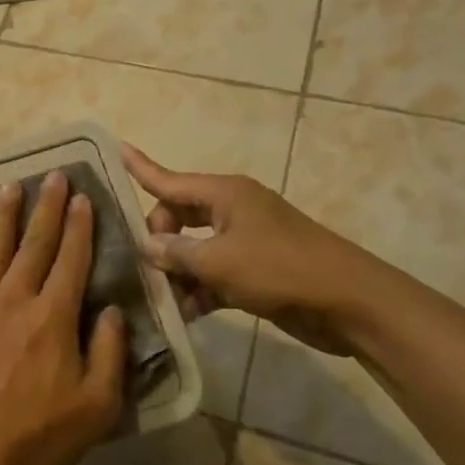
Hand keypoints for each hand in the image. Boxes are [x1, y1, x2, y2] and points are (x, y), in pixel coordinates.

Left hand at [0, 170, 129, 464]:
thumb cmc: (39, 438)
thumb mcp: (97, 405)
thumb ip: (110, 352)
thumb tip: (112, 309)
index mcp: (53, 317)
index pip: (71, 260)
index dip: (79, 226)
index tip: (82, 196)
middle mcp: (14, 301)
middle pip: (33, 245)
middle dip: (46, 208)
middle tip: (52, 174)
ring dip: (0, 219)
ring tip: (7, 187)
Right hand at [122, 145, 397, 357]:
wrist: (349, 303)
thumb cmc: (280, 269)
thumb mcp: (219, 261)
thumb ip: (177, 252)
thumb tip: (147, 246)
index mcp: (224, 194)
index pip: (169, 179)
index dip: (140, 167)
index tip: (115, 149)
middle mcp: (231, 210)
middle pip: (177, 216)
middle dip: (158, 240)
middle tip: (145, 268)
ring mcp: (244, 241)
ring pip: (194, 249)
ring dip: (177, 271)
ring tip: (157, 298)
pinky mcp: (254, 271)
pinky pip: (213, 273)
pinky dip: (199, 290)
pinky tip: (183, 314)